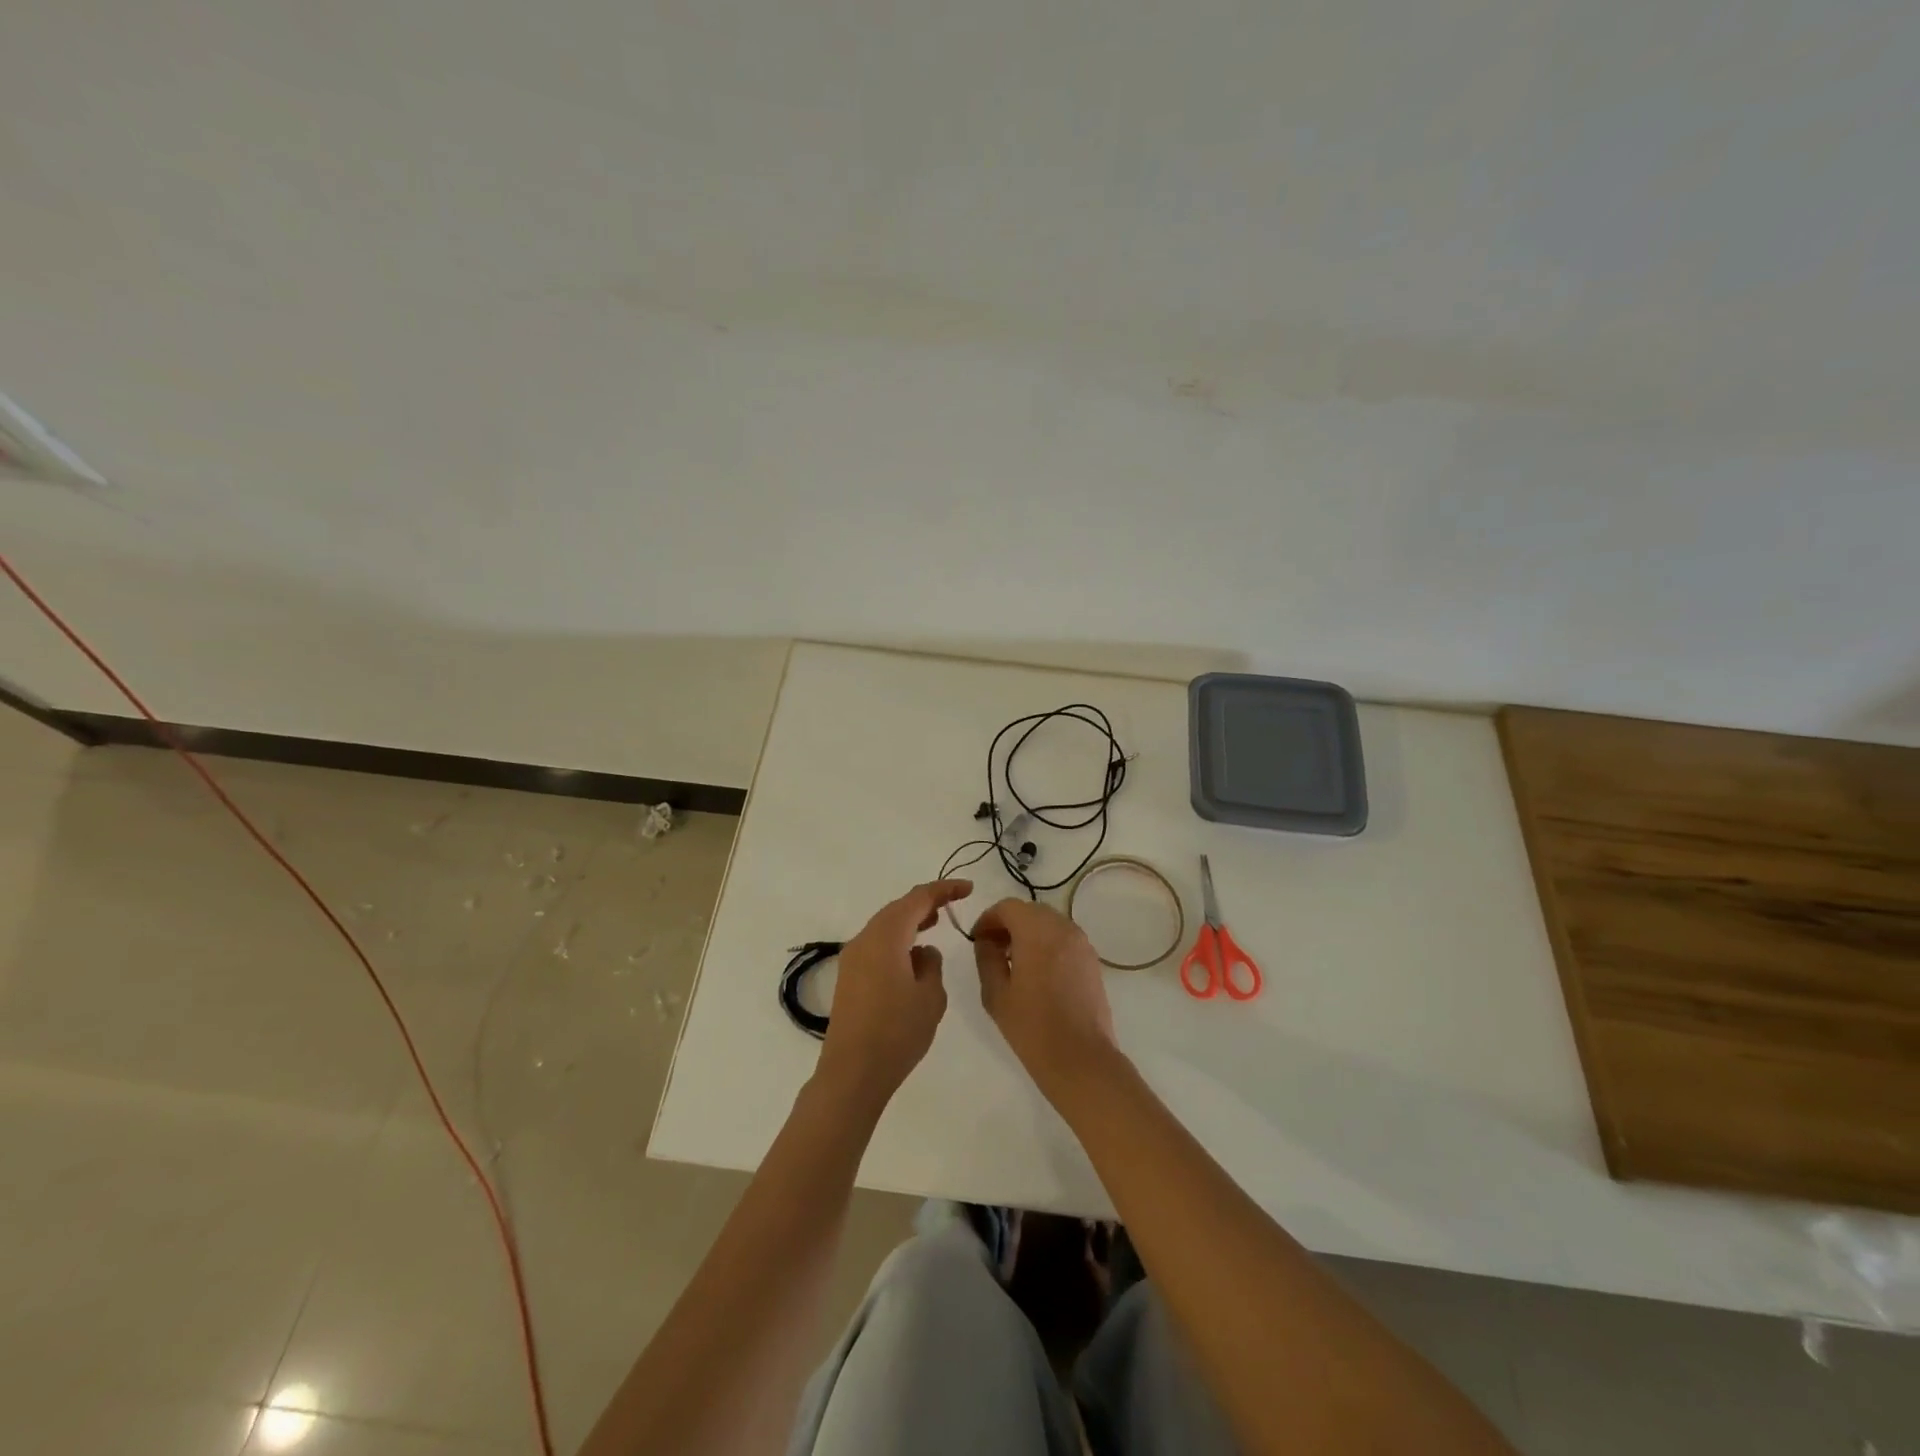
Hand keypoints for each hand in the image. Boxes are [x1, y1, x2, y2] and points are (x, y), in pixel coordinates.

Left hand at [815, 879, 972, 1111]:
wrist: (852, 1073)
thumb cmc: (896, 1033)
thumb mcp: (930, 997)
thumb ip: (932, 965)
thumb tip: (923, 951)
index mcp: (886, 936)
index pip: (918, 899)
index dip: (943, 890)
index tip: (968, 888)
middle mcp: (864, 939)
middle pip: (897, 908)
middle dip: (926, 902)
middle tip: (953, 903)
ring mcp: (852, 958)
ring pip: (885, 926)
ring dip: (910, 920)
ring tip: (935, 922)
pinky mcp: (849, 977)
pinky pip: (877, 944)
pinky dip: (897, 939)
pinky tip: (912, 954)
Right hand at [972, 898, 1117, 1101]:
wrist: (1081, 1059)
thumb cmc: (1032, 1027)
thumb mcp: (996, 993)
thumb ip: (987, 958)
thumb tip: (986, 940)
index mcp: (1037, 932)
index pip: (1008, 907)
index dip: (988, 919)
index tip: (977, 940)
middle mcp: (1063, 928)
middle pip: (1030, 910)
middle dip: (1008, 923)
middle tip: (993, 949)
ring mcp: (1081, 943)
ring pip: (1049, 922)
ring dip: (1029, 932)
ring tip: (1014, 961)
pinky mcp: (1092, 959)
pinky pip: (1064, 938)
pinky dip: (1047, 943)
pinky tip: (1038, 971)